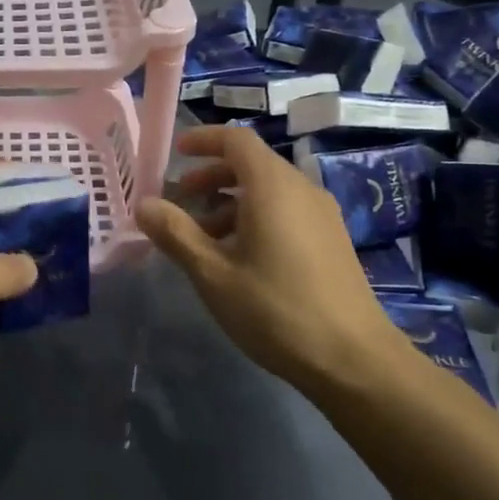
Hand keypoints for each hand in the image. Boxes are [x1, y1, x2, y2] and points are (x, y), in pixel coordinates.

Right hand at [135, 126, 403, 394]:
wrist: (354, 359)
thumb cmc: (276, 310)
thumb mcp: (213, 274)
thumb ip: (176, 234)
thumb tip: (144, 205)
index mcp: (272, 187)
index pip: (236, 140)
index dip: (203, 140)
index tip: (176, 152)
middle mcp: (301, 189)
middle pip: (252, 163)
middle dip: (211, 175)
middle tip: (180, 199)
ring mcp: (322, 214)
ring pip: (269, 189)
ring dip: (230, 200)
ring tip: (203, 235)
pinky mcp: (331, 239)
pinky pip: (286, 210)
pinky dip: (255, 216)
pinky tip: (239, 256)